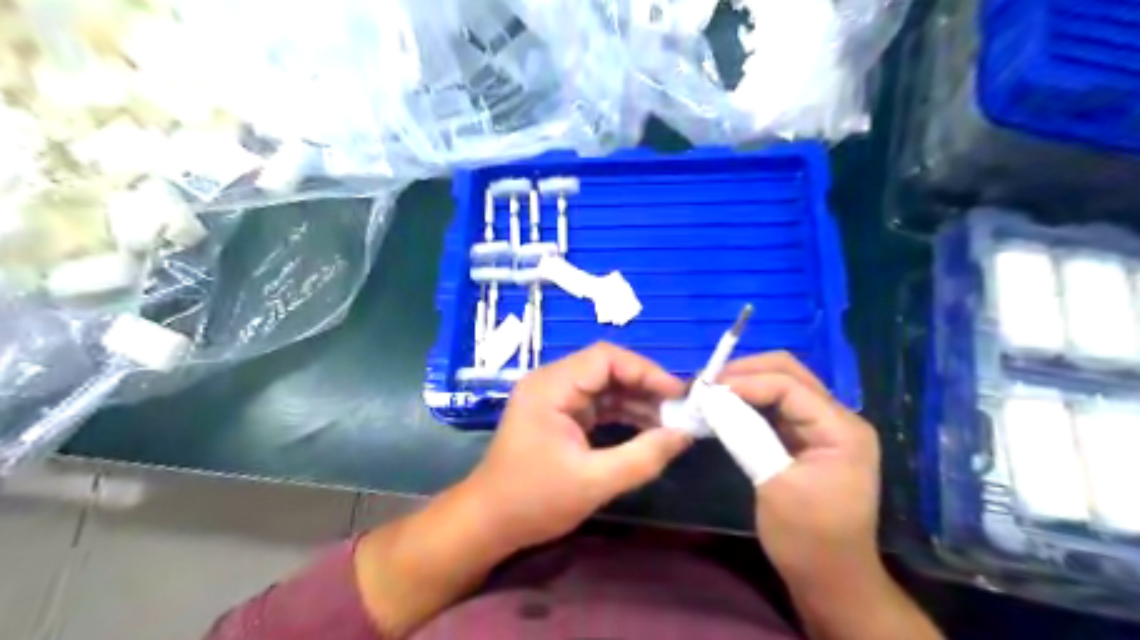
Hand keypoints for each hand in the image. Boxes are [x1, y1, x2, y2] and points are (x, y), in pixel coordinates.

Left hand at [457, 343, 688, 551]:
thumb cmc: (533, 501)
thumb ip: (642, 458)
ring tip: (671, 421)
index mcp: (551, 386)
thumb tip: (684, 435)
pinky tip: (649, 429)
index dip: (645, 371)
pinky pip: (599, 404)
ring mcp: (555, 397)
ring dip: (637, 401)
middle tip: (680, 409)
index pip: (605, 358)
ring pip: (606, 386)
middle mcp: (552, 382)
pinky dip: (624, 414)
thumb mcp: (593, 482)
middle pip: (607, 368)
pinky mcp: (560, 414)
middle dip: (645, 386)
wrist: (488, 522)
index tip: (678, 394)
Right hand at [719, 354, 878, 587]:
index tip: (705, 389)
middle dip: (745, 372)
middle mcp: (837, 418)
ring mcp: (822, 427)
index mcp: (842, 428)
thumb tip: (710, 399)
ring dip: (745, 384)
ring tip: (710, 392)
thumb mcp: (774, 485)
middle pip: (789, 373)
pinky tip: (725, 407)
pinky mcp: (807, 439)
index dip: (745, 381)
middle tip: (706, 383)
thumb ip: (744, 435)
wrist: (832, 580)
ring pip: (781, 386)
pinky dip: (749, 403)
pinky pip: (776, 407)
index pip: (789, 385)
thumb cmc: (807, 538)